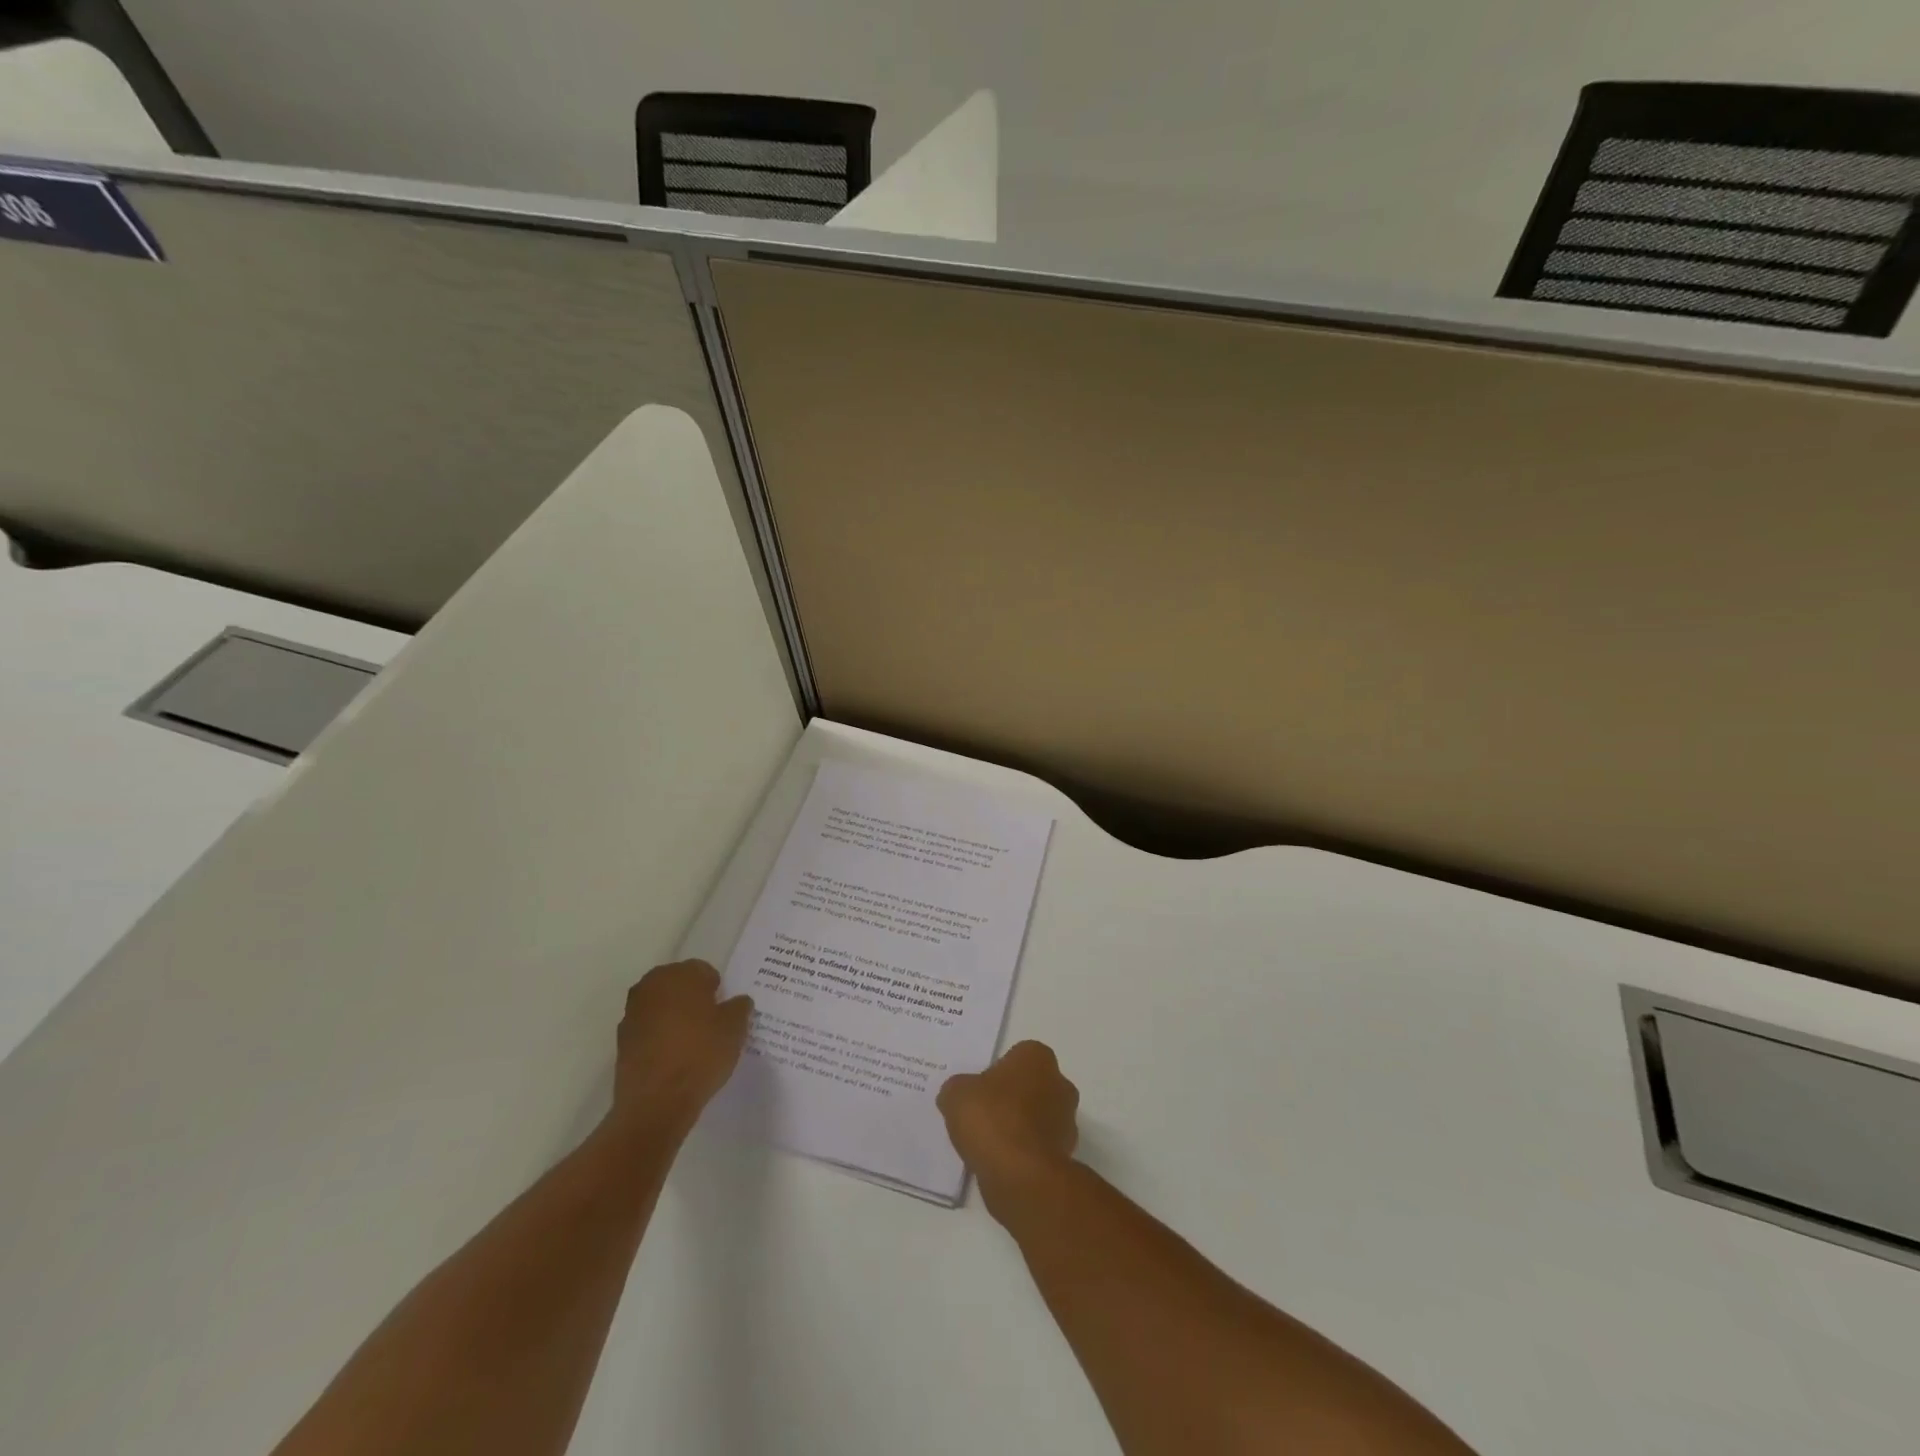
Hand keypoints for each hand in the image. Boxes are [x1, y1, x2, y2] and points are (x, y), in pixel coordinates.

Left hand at [609, 961, 752, 1139]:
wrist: (656, 1103)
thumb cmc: (700, 1055)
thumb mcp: (735, 1029)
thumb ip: (739, 1008)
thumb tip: (737, 1002)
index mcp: (680, 975)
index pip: (704, 971)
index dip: (717, 990)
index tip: (724, 1011)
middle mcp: (651, 986)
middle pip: (679, 984)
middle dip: (693, 998)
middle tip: (710, 1023)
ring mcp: (632, 1013)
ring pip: (661, 1006)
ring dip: (674, 1016)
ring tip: (692, 1042)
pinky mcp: (622, 1041)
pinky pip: (649, 1029)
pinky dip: (660, 1036)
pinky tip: (674, 1057)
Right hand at [938, 1041, 1079, 1219]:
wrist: (1021, 1175)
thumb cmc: (992, 1119)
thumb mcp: (956, 1094)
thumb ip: (957, 1089)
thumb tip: (957, 1095)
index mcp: (1037, 1057)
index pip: (1017, 1056)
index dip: (996, 1072)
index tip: (979, 1090)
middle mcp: (1059, 1083)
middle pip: (1030, 1086)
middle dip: (1011, 1098)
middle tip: (982, 1114)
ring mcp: (1067, 1121)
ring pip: (1037, 1117)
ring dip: (1018, 1127)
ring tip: (988, 1143)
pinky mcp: (1065, 1155)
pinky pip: (1037, 1146)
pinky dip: (1022, 1152)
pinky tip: (1000, 1162)